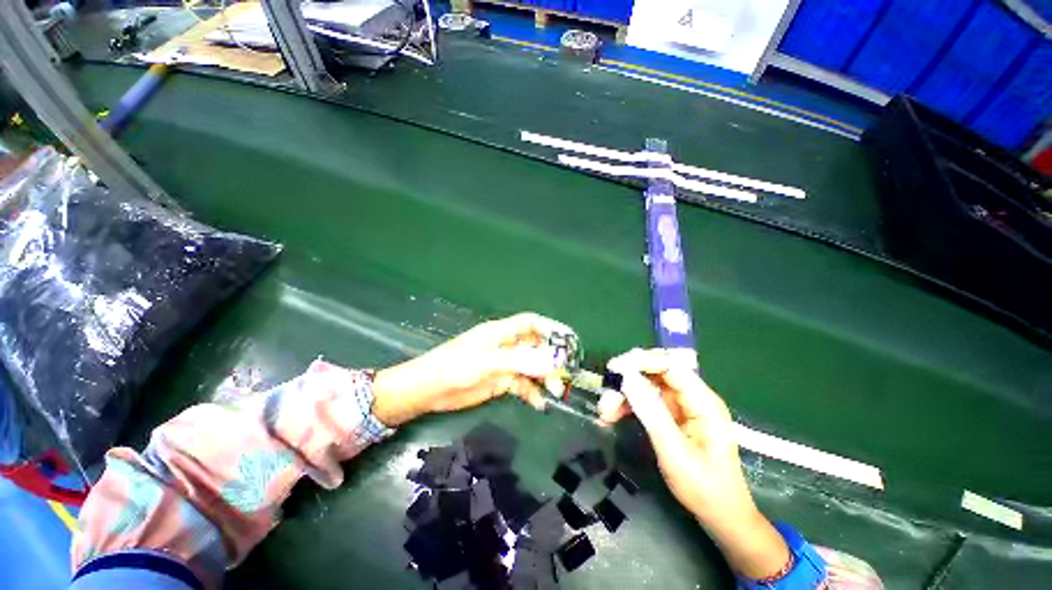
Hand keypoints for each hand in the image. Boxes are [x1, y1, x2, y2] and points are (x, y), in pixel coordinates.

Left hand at [371, 313, 571, 426]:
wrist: (428, 390)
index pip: (530, 323)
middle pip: (535, 347)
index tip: (568, 340)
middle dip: (550, 358)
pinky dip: (532, 393)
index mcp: (501, 333)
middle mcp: (505, 346)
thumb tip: (552, 361)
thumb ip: (520, 361)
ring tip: (555, 392)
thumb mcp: (488, 363)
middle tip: (564, 375)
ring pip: (531, 367)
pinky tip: (539, 404)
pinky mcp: (500, 381)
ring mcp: (504, 364)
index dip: (549, 328)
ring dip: (544, 378)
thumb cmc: (455, 367)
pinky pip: (522, 385)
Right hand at [597, 349, 789, 579]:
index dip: (642, 361)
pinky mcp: (670, 416)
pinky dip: (627, 406)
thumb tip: (627, 378)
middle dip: (628, 381)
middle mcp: (691, 397)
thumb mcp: (674, 451)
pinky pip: (644, 401)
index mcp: (702, 401)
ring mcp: (680, 406)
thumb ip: (651, 412)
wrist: (719, 515)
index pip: (670, 365)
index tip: (615, 369)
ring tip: (604, 412)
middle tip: (606, 395)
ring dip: (623, 396)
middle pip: (655, 373)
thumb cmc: (703, 486)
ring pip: (645, 387)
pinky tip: (610, 417)